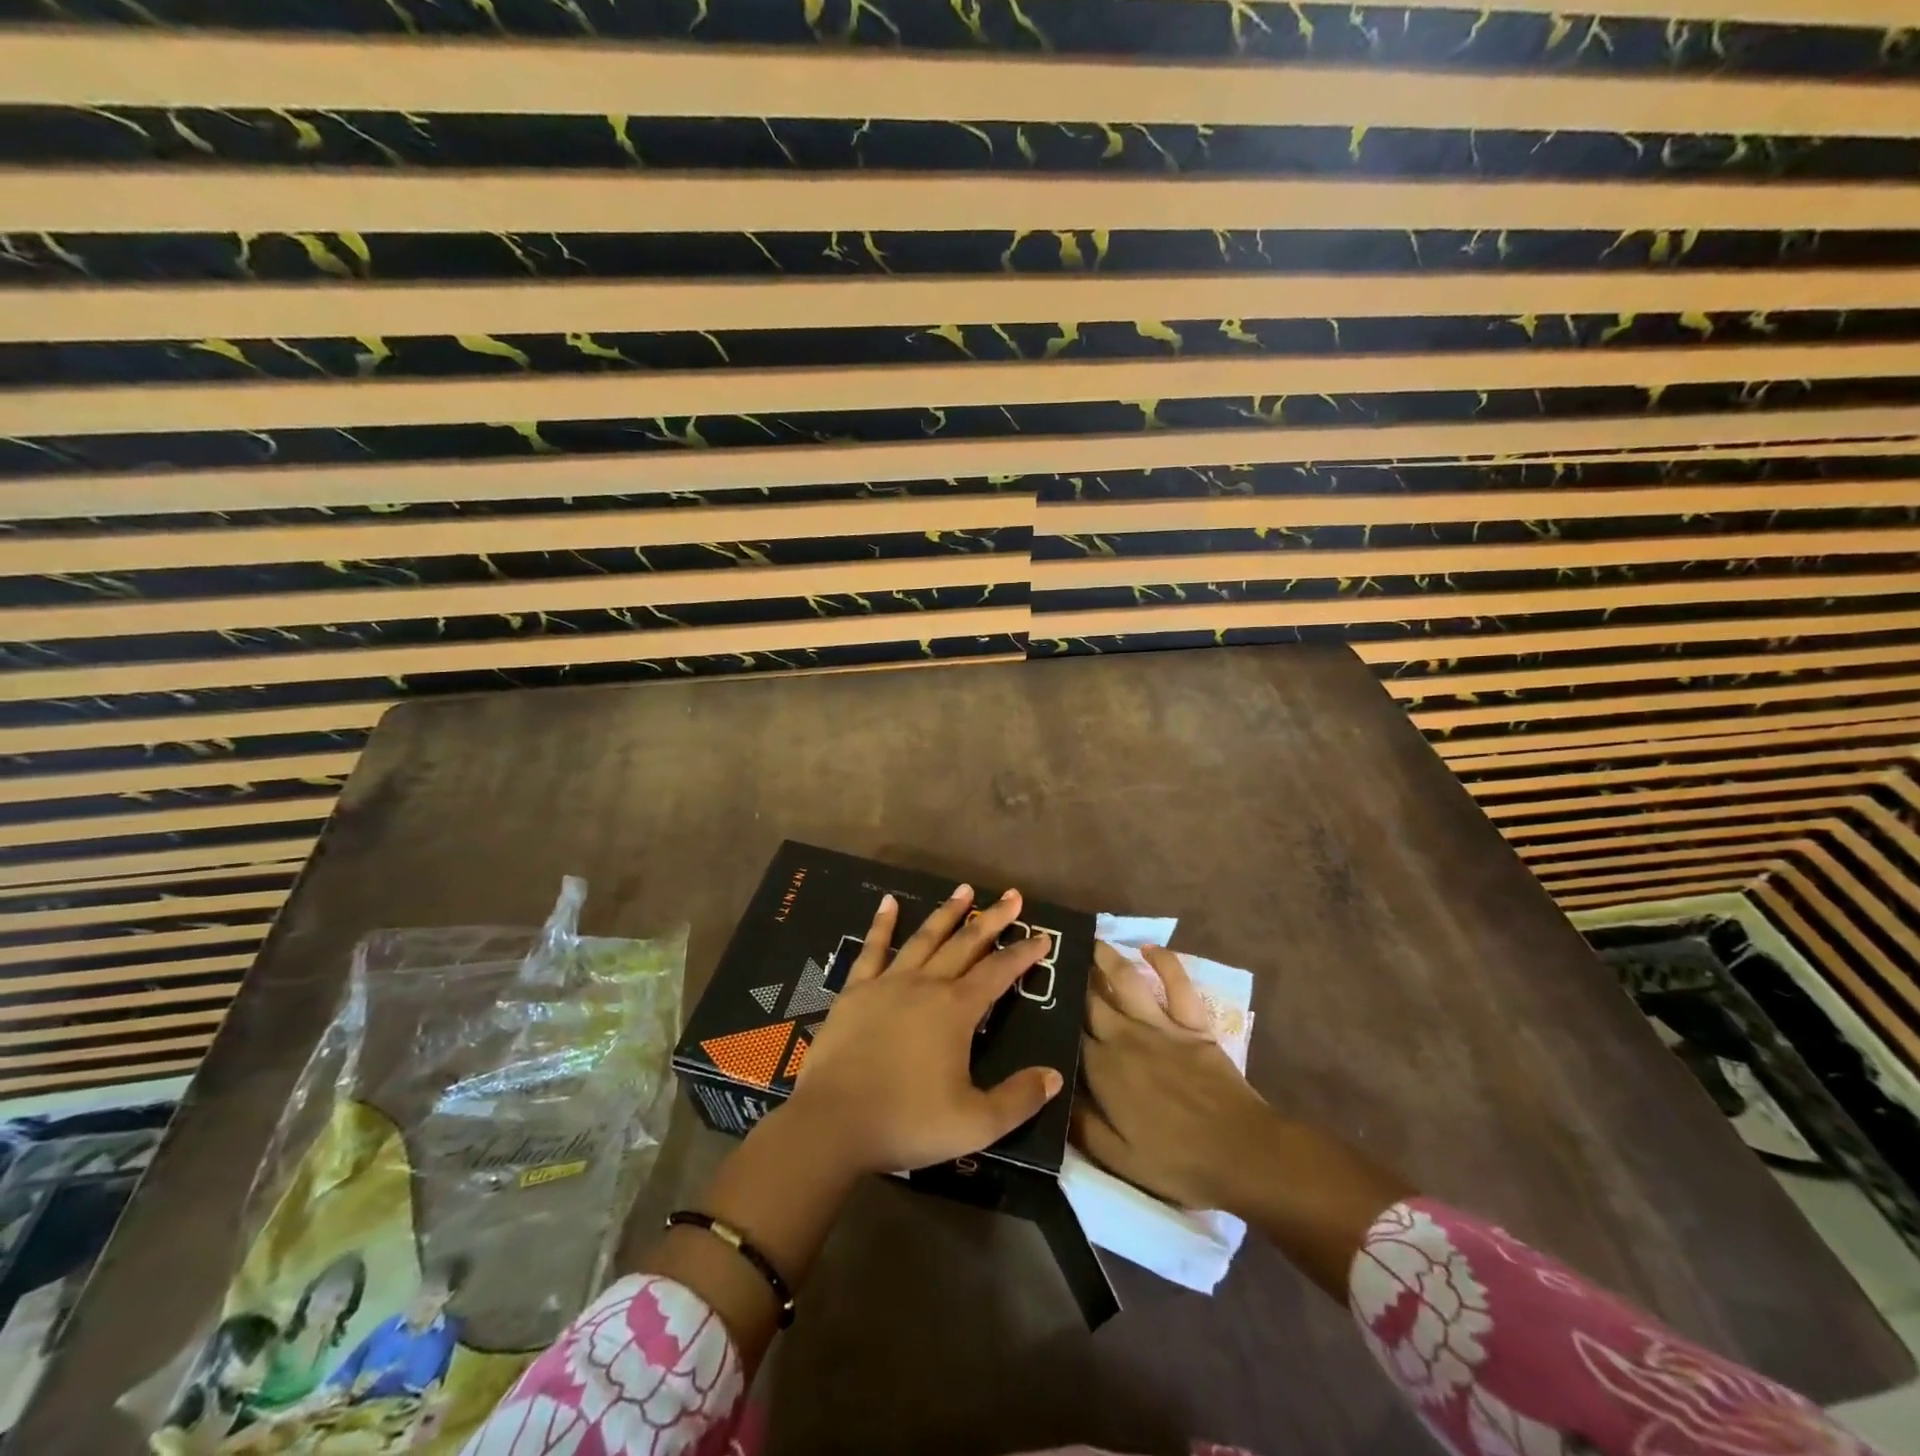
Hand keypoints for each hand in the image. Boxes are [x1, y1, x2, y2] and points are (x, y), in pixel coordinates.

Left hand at [786, 883, 1065, 1175]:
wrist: (832, 1123)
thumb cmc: (906, 1122)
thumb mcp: (975, 1124)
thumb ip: (1018, 1099)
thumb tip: (1053, 1076)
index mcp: (956, 1010)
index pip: (999, 972)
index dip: (1024, 953)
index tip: (1042, 936)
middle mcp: (926, 985)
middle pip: (966, 944)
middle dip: (992, 919)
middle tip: (1012, 896)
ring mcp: (887, 983)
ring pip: (925, 938)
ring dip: (947, 913)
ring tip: (965, 890)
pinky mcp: (855, 991)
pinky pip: (872, 949)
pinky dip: (882, 924)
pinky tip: (889, 902)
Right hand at [1072, 942, 1281, 1211]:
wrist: (1243, 1153)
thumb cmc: (1178, 1162)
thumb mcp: (1118, 1159)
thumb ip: (1080, 1125)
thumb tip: (1050, 1091)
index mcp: (1103, 1069)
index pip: (1069, 1033)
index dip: (1052, 1016)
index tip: (1036, 1000)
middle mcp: (1125, 1036)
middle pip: (1090, 999)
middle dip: (1070, 978)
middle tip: (1053, 959)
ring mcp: (1161, 1025)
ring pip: (1126, 980)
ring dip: (1106, 957)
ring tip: (1089, 941)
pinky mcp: (1193, 1022)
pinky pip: (1177, 983)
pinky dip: (1164, 961)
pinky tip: (1149, 948)